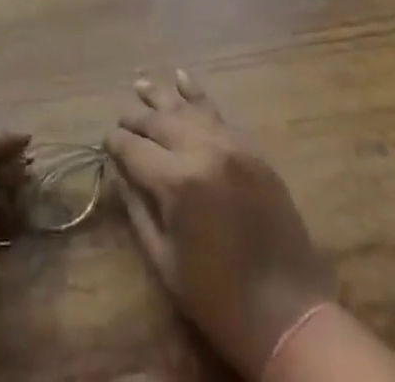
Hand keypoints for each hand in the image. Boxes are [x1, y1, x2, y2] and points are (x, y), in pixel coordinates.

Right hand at [105, 72, 338, 377]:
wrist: (289, 314)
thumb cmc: (219, 298)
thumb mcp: (166, 262)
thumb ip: (138, 211)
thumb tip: (120, 174)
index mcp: (177, 183)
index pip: (134, 149)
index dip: (116, 144)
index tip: (105, 142)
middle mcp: (203, 151)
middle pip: (159, 122)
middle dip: (136, 119)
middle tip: (121, 119)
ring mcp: (231, 146)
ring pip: (188, 108)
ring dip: (162, 96)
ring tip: (141, 84)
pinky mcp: (251, 150)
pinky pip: (219, 114)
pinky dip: (198, 96)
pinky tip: (183, 79)